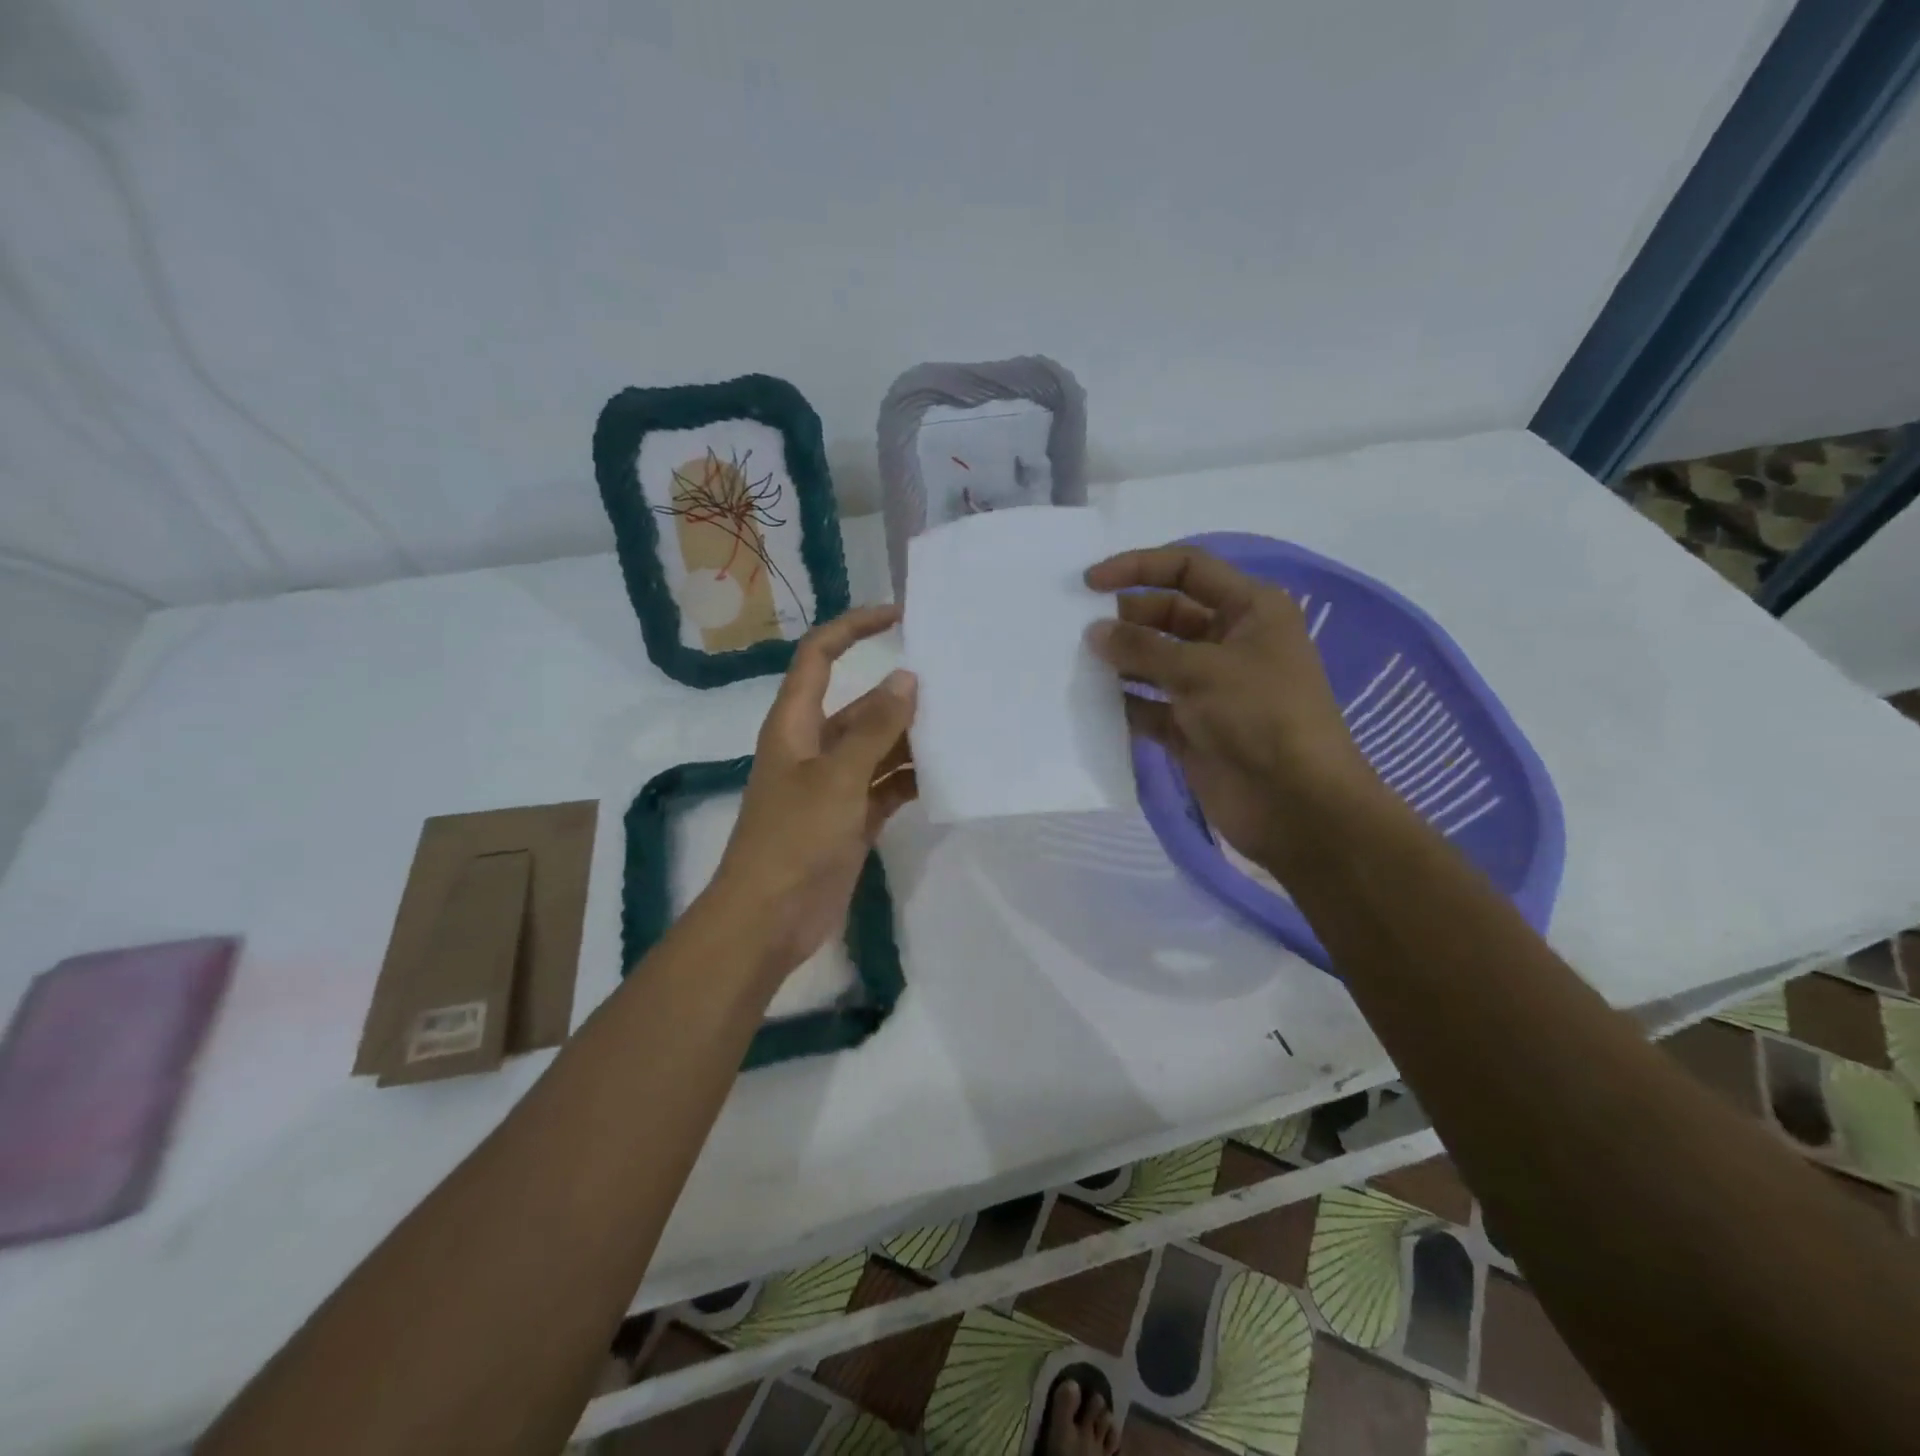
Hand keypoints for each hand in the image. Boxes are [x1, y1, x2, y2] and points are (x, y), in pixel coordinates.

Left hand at [705, 606, 918, 976]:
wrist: (769, 919)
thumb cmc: (794, 839)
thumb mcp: (836, 778)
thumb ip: (874, 729)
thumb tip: (906, 679)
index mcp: (795, 724)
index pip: (819, 656)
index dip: (854, 628)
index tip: (899, 616)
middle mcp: (814, 747)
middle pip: (860, 706)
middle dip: (900, 696)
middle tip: (955, 688)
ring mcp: (834, 785)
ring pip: (878, 747)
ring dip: (911, 740)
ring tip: (960, 730)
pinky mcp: (850, 818)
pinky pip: (886, 786)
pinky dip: (910, 780)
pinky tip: (945, 777)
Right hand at [1085, 545, 1377, 877]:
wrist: (1295, 804)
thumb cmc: (1260, 716)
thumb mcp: (1201, 670)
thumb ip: (1142, 647)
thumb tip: (1094, 632)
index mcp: (1250, 609)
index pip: (1188, 569)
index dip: (1139, 567)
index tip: (1090, 582)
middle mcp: (1229, 641)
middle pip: (1166, 614)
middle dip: (1124, 618)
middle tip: (1076, 629)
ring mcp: (1209, 687)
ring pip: (1153, 661)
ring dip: (1119, 660)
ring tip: (1074, 661)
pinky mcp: (1192, 726)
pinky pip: (1148, 704)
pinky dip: (1123, 702)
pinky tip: (1089, 701)